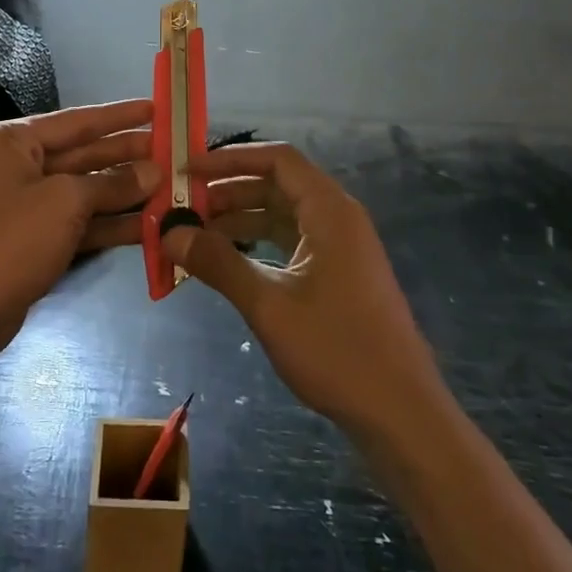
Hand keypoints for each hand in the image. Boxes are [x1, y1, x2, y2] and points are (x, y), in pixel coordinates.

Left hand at [0, 99, 158, 359]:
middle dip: (126, 156)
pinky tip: (149, 224)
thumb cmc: (9, 240)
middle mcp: (14, 165)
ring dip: (124, 191)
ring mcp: (23, 204)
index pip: (75, 121)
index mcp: (10, 141)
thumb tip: (153, 172)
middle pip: (81, 154)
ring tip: (171, 186)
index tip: (156, 108)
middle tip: (172, 151)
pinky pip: (77, 221)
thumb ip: (112, 184)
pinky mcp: (32, 238)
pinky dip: (109, 223)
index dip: (119, 116)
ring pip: (83, 190)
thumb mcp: (65, 202)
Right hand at [162, 142, 445, 435]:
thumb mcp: (269, 305)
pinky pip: (291, 241)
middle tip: (182, 205)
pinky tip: (226, 261)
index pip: (277, 159)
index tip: (187, 170)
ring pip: (282, 215)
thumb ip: (218, 263)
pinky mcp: (338, 273)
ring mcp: (340, 247)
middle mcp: (337, 218)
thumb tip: (170, 233)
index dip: (230, 158)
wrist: (401, 412)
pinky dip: (257, 243)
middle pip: (277, 185)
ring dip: (240, 218)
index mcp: (329, 210)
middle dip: (228, 190)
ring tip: (194, 233)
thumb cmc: (337, 350)